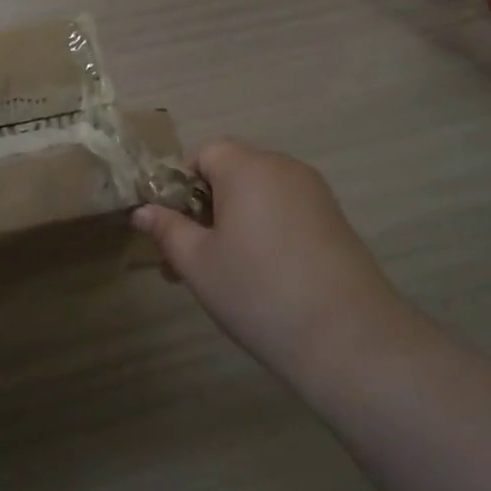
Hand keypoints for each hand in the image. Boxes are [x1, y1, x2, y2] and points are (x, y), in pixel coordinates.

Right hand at [133, 140, 414, 393]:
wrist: (349, 338)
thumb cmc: (258, 291)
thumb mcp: (198, 263)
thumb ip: (167, 229)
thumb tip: (142, 211)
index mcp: (247, 167)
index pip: (204, 153)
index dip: (181, 185)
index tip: (174, 228)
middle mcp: (283, 167)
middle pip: (232, 172)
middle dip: (206, 208)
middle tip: (191, 258)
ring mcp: (314, 193)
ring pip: (259, 194)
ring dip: (235, 221)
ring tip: (226, 273)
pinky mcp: (335, 220)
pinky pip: (286, 211)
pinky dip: (266, 230)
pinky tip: (265, 276)